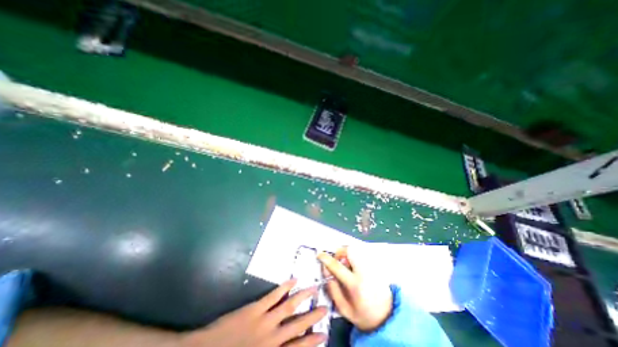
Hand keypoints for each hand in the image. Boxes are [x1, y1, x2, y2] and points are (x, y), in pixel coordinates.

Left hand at [182, 280, 327, 346]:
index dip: (311, 342)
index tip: (324, 335)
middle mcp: (272, 338)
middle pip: (297, 325)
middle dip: (312, 317)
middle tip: (325, 308)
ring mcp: (265, 320)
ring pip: (289, 306)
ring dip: (303, 297)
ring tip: (314, 289)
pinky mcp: (256, 308)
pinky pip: (274, 295)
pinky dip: (285, 287)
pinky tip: (293, 280)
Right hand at [318, 245, 389, 331]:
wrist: (387, 317)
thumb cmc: (364, 315)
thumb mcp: (344, 309)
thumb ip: (333, 289)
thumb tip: (326, 271)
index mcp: (355, 285)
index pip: (338, 266)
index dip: (327, 259)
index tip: (320, 254)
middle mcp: (364, 272)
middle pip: (350, 250)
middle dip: (340, 252)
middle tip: (338, 261)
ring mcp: (371, 267)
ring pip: (356, 250)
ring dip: (347, 254)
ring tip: (347, 266)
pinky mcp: (375, 266)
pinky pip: (362, 254)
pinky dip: (355, 257)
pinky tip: (355, 268)